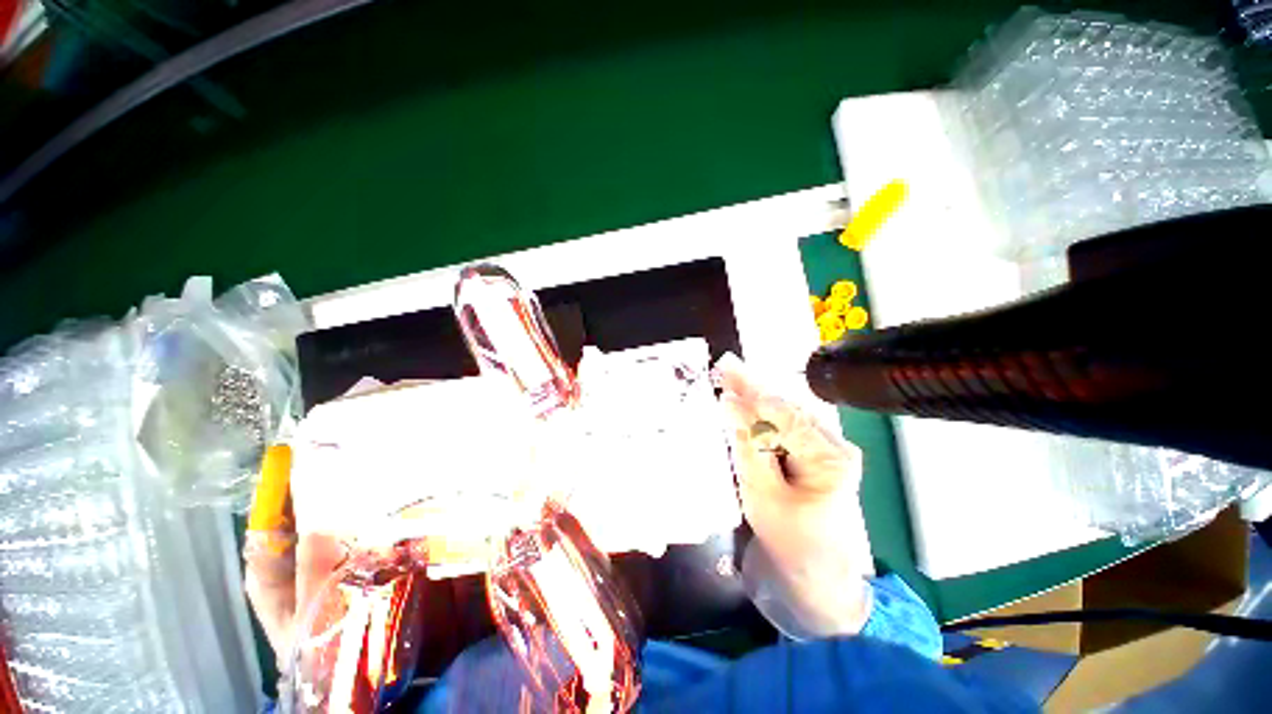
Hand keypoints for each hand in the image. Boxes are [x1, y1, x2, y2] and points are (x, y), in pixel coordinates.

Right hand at [715, 353, 874, 636]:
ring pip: (784, 414)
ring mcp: (828, 449)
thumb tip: (729, 402)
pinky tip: (744, 404)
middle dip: (752, 387)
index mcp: (829, 457)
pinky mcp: (815, 455)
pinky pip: (784, 427)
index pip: (782, 414)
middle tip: (724, 364)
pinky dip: (761, 416)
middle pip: (786, 407)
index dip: (751, 391)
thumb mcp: (762, 494)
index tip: (724, 371)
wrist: (816, 580)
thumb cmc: (791, 543)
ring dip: (755, 398)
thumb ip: (746, 444)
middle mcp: (835, 444)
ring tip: (730, 377)